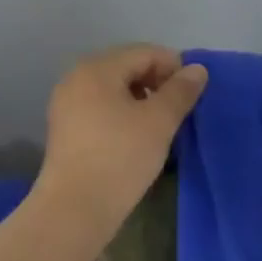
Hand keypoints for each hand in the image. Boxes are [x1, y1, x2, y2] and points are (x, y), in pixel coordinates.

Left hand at [37, 44, 207, 230]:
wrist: (74, 209)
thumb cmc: (120, 157)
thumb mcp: (159, 122)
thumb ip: (180, 91)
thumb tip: (197, 69)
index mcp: (97, 68)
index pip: (145, 52)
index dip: (174, 67)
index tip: (193, 94)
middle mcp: (76, 77)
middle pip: (127, 66)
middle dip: (157, 82)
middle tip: (178, 110)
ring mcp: (66, 103)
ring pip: (113, 88)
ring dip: (140, 98)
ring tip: (160, 125)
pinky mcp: (64, 128)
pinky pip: (100, 107)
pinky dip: (121, 113)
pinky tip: (135, 136)